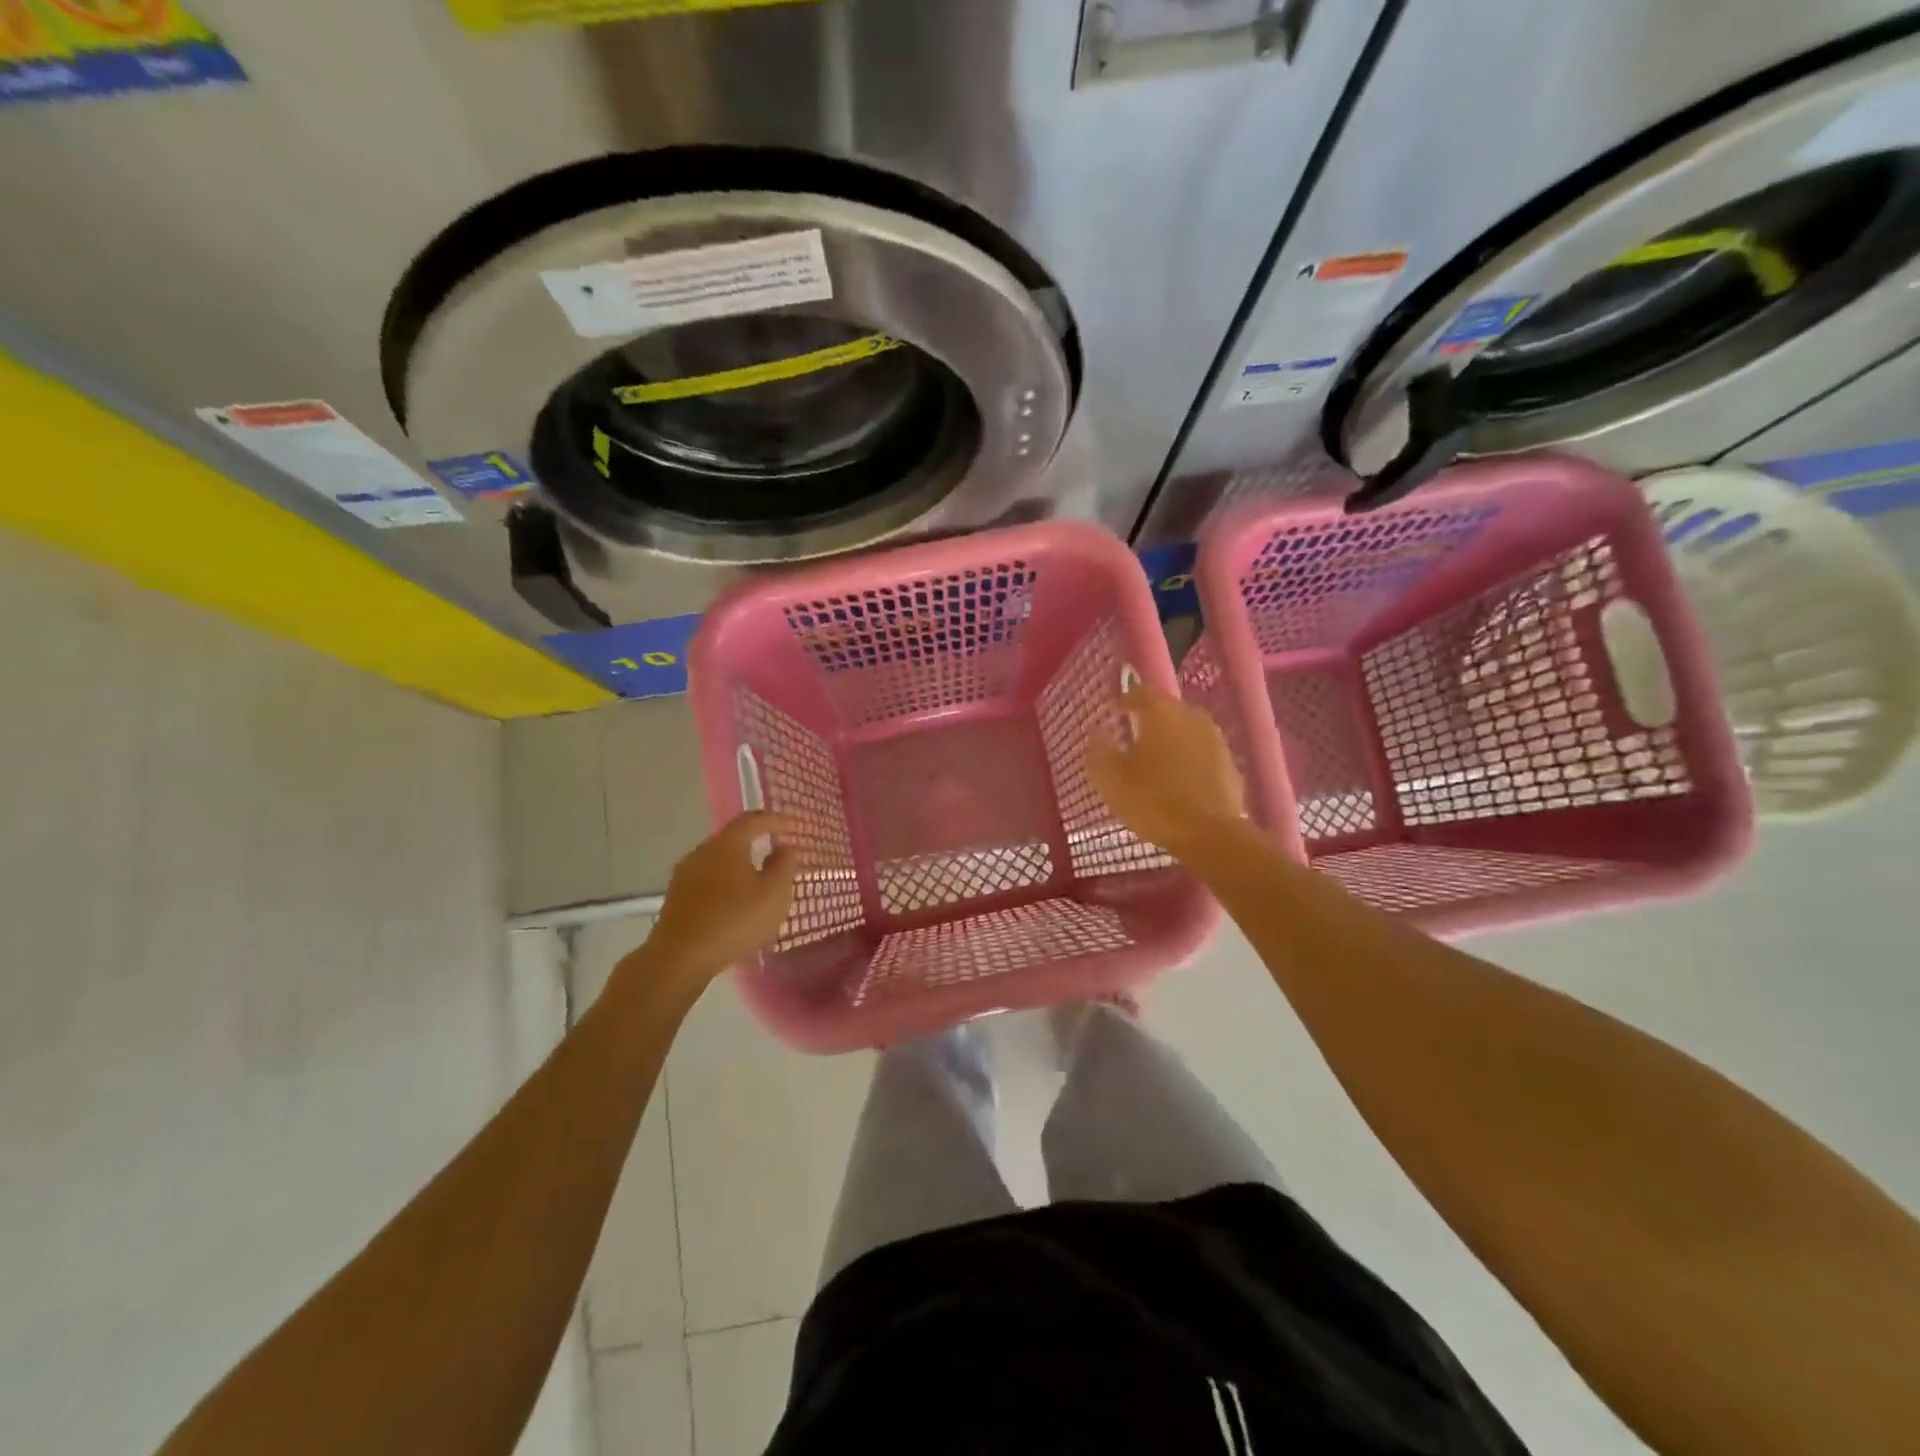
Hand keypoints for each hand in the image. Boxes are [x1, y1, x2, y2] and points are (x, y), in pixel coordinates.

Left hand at [644, 812, 798, 983]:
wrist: (679, 958)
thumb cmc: (734, 920)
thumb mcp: (774, 894)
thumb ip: (784, 866)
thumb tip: (785, 848)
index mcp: (727, 844)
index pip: (753, 820)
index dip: (776, 820)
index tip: (794, 827)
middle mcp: (702, 852)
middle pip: (733, 839)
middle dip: (757, 843)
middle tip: (778, 854)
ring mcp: (684, 875)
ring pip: (719, 861)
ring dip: (740, 866)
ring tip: (759, 882)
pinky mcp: (676, 898)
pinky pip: (708, 881)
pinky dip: (726, 884)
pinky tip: (735, 904)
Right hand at [1088, 683, 1244, 857]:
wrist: (1210, 835)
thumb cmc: (1153, 801)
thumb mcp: (1111, 779)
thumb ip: (1100, 750)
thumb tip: (1097, 731)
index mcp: (1162, 713)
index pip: (1141, 692)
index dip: (1125, 700)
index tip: (1114, 713)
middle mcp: (1192, 717)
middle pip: (1167, 710)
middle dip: (1149, 721)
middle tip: (1132, 739)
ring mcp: (1216, 741)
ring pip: (1187, 732)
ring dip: (1171, 741)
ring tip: (1155, 762)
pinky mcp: (1230, 766)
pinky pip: (1202, 755)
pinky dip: (1188, 761)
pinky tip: (1179, 782)